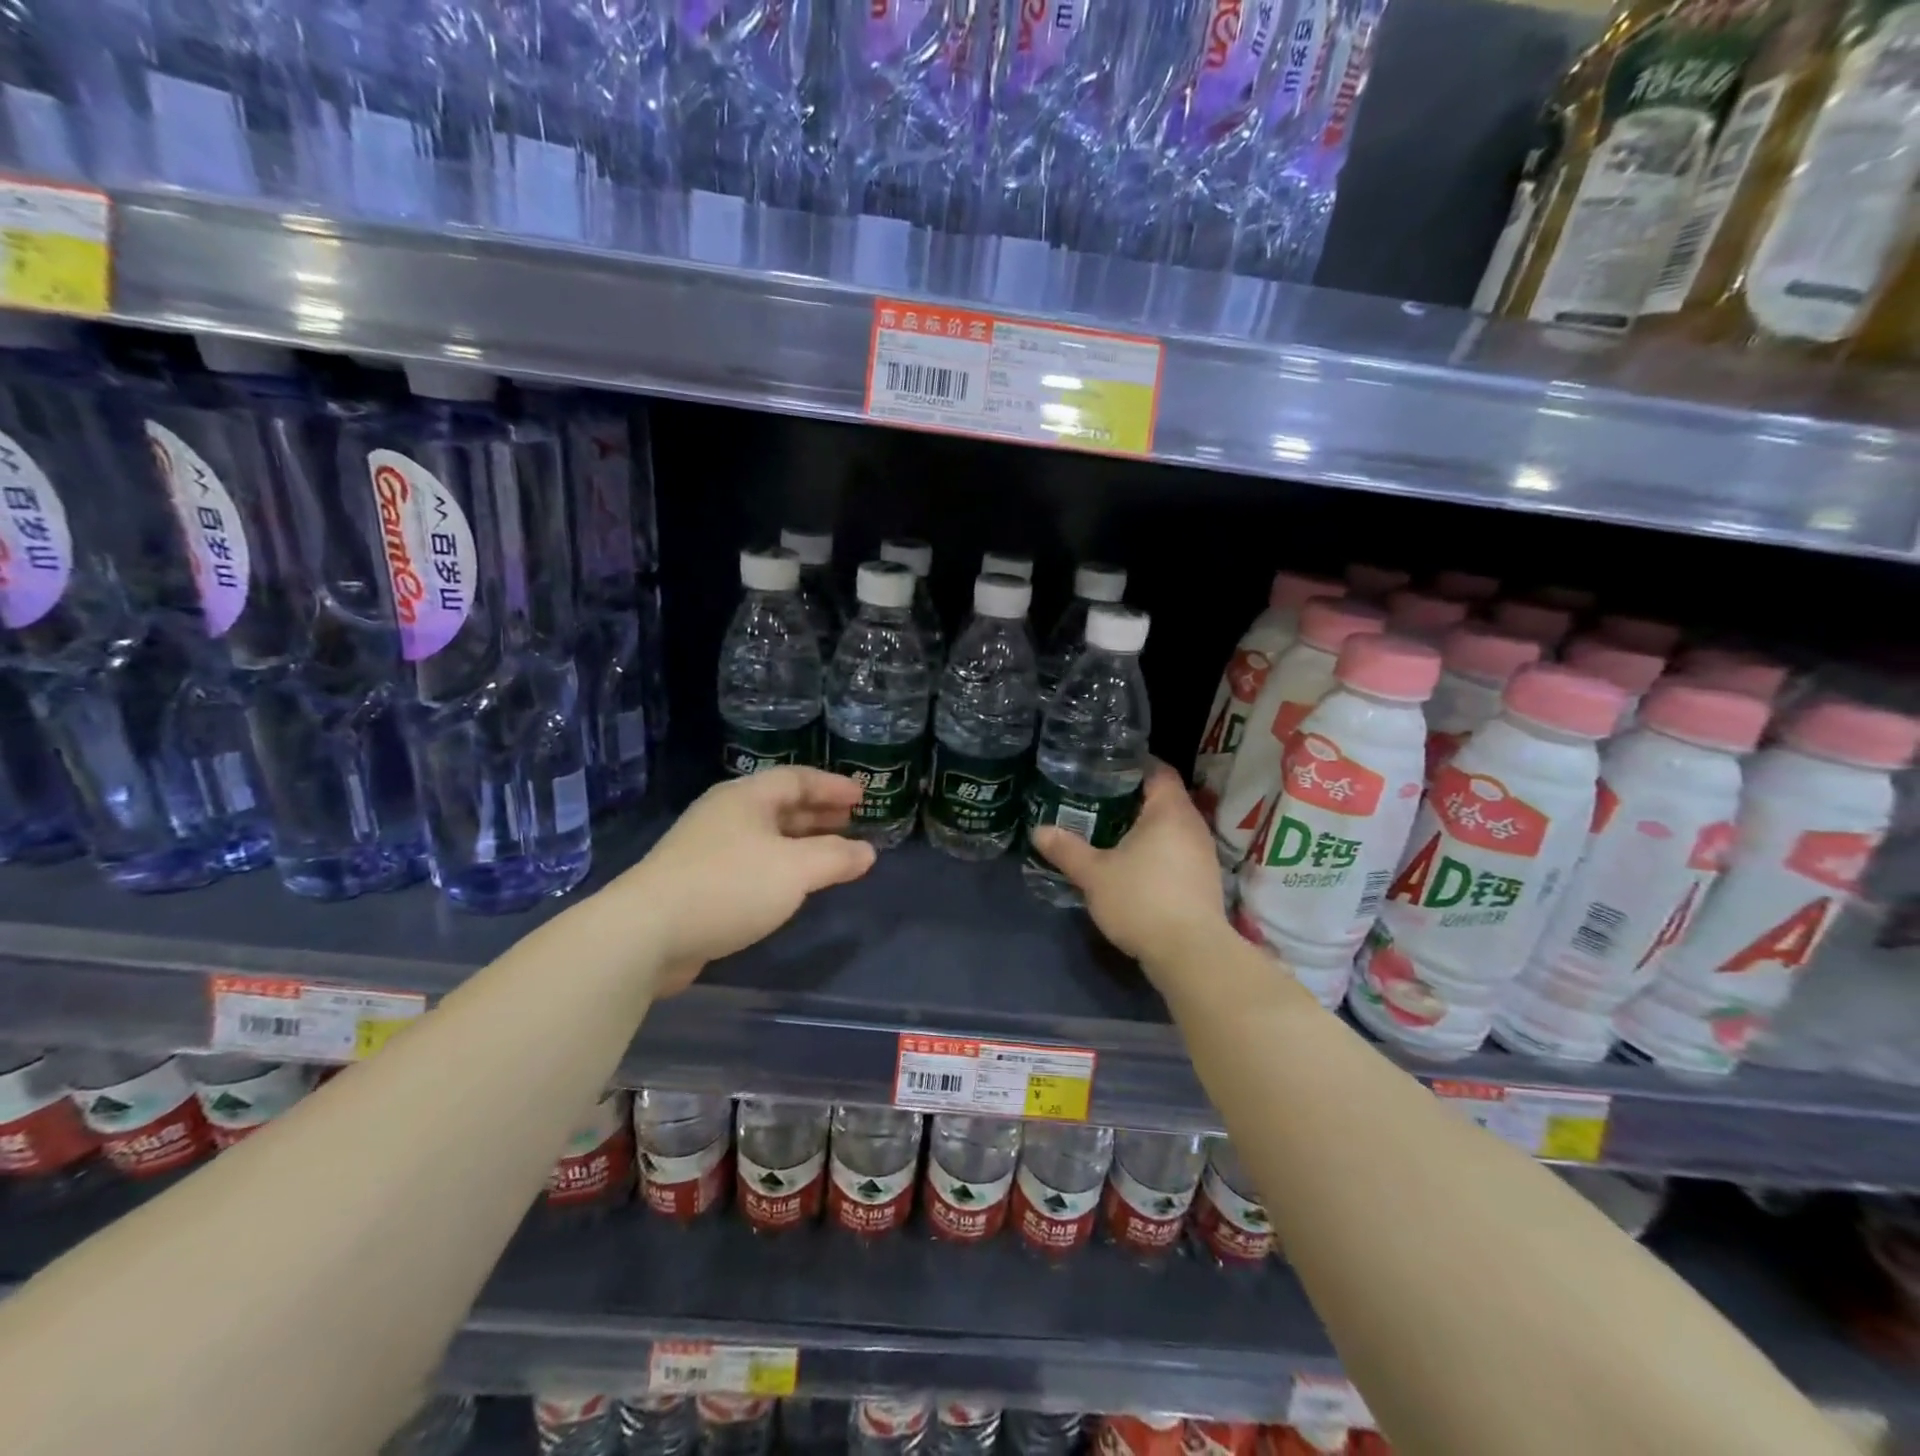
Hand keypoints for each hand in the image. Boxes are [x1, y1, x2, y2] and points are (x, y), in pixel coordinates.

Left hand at [615, 768, 875, 993]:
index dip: (833, 786)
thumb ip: (836, 857)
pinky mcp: (697, 881)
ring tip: (831, 852)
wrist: (646, 933)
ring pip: (765, 835)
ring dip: (800, 841)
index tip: (863, 796)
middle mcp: (726, 814)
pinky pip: (751, 861)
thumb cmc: (729, 886)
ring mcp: (707, 847)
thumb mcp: (795, 869)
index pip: (798, 779)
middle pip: (780, 804)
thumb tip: (867, 852)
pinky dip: (780, 866)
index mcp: (746, 797)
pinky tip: (792, 884)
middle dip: (818, 813)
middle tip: (852, 822)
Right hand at [1031, 760, 1229, 974]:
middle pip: (1165, 798)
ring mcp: (1204, 855)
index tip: (1106, 768)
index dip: (1134, 765)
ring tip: (1111, 832)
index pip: (1159, 770)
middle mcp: (1193, 825)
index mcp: (1169, 811)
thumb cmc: (1141, 900)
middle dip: (1134, 798)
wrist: (1191, 954)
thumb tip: (1038, 830)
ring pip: (1173, 828)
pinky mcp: (1205, 881)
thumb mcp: (1094, 875)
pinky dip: (1158, 851)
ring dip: (1146, 828)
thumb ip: (1067, 849)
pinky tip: (1134, 866)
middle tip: (1098, 800)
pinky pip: (1179, 852)